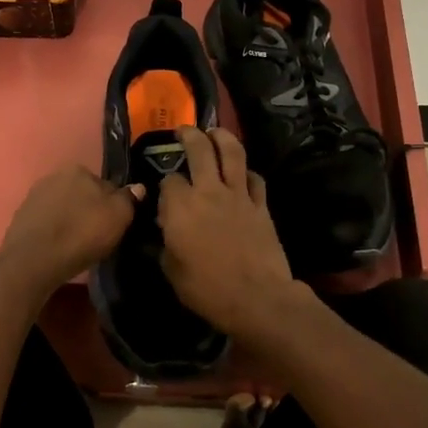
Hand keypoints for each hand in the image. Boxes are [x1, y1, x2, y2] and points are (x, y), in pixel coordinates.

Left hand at [0, 165, 140, 298]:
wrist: (34, 260)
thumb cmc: (81, 234)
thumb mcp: (118, 216)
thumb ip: (129, 199)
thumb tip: (137, 188)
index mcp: (78, 169)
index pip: (105, 185)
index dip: (112, 206)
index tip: (114, 225)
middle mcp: (53, 176)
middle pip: (82, 195)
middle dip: (89, 211)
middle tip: (97, 236)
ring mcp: (34, 196)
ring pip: (63, 208)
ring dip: (71, 221)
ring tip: (77, 245)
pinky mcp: (21, 218)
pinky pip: (47, 222)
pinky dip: (54, 232)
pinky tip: (59, 248)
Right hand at [158, 128, 301, 338]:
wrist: (257, 298)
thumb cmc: (207, 290)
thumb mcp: (172, 271)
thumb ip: (168, 243)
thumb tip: (169, 231)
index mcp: (180, 207)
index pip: (169, 181)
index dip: (165, 185)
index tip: (165, 195)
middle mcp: (208, 192)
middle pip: (200, 150)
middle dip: (190, 135)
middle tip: (185, 130)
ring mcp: (239, 196)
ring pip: (232, 153)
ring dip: (222, 137)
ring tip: (215, 131)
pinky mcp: (261, 206)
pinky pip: (255, 179)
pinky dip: (247, 172)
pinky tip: (243, 173)